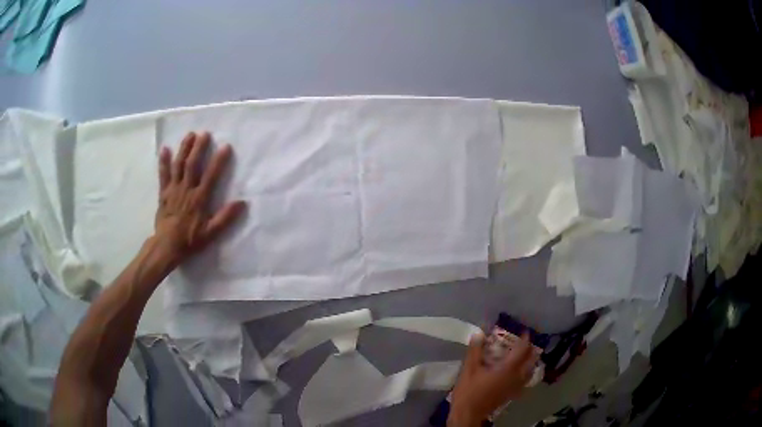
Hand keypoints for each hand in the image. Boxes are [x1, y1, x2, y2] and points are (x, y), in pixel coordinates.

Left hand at [154, 131, 245, 265]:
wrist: (166, 246)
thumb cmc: (190, 240)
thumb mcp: (211, 233)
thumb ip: (225, 218)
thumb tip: (242, 203)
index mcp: (199, 199)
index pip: (211, 176)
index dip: (219, 160)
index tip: (226, 146)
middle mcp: (186, 190)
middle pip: (192, 165)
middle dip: (199, 148)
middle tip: (205, 134)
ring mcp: (173, 189)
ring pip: (178, 165)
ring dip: (184, 149)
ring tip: (190, 135)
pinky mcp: (163, 193)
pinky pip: (163, 174)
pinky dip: (163, 161)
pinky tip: (165, 149)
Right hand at [448, 331, 538, 426]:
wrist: (468, 413)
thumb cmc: (469, 390)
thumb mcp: (469, 369)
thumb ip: (475, 350)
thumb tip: (480, 333)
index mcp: (508, 369)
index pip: (522, 350)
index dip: (525, 339)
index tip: (524, 331)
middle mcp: (516, 377)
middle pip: (531, 361)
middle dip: (530, 350)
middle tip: (525, 343)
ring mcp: (515, 387)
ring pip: (530, 372)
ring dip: (530, 362)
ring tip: (525, 357)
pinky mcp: (511, 395)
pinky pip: (524, 382)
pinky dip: (525, 374)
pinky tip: (518, 375)